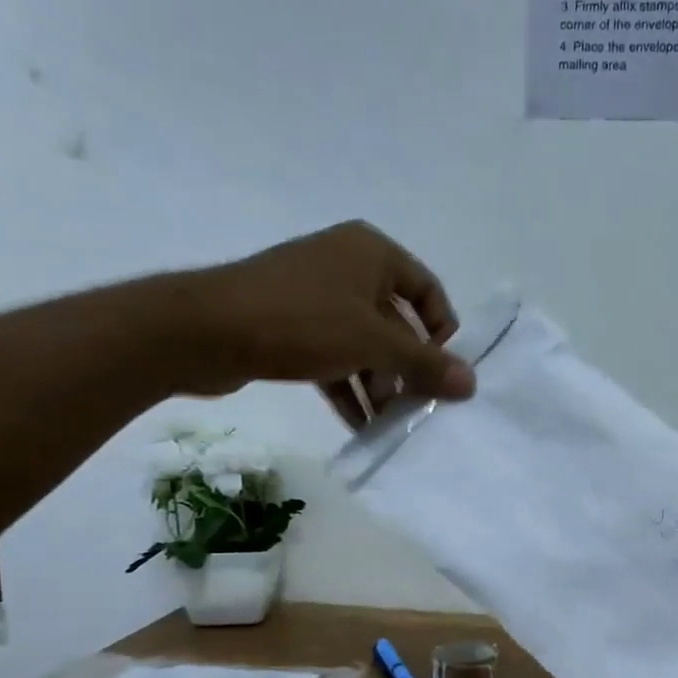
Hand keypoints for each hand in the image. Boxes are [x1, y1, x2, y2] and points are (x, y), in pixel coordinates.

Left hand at [155, 221, 474, 407]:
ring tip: (389, 423)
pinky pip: (334, 356)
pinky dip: (348, 386)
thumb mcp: (373, 343)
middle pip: (396, 322)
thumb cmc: (301, 321)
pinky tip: (359, 423)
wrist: (204, 330)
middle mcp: (347, 266)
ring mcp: (317, 297)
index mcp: (372, 253)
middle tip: (418, 408)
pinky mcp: (291, 326)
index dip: (442, 332)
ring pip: (364, 344)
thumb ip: (424, 364)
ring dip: (379, 384)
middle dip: (407, 368)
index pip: (428, 291)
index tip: (443, 372)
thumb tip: (472, 382)